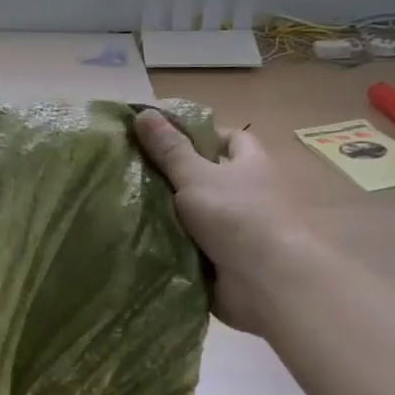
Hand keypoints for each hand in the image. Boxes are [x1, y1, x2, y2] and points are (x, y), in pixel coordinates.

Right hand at [134, 110, 308, 333]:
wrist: (267, 282)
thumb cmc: (237, 216)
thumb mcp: (196, 175)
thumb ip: (170, 149)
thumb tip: (143, 113)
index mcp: (251, 166)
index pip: (232, 139)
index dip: (203, 134)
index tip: (165, 138)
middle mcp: (250, 195)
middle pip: (211, 177)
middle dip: (177, 176)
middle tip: (135, 172)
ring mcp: (239, 230)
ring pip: (199, 214)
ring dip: (171, 213)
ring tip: (128, 205)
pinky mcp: (227, 261)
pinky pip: (193, 246)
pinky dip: (173, 244)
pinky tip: (141, 238)